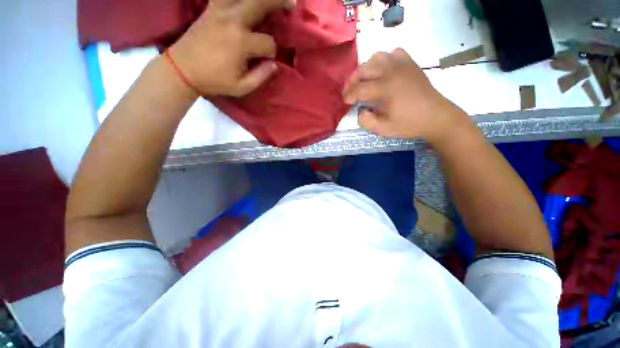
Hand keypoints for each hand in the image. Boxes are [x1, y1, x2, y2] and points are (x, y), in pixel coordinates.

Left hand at [168, 0, 294, 96]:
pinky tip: (245, 0)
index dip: (272, 52)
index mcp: (241, 43)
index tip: (268, 60)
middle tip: (292, 3)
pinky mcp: (210, 9)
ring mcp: (219, 11)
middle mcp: (232, 21)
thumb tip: (274, 64)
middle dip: (279, 2)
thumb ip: (261, 76)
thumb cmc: (214, 81)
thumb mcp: (241, 87)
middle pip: (260, 3)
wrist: (182, 69)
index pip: (268, 43)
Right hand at [342, 49, 469, 143]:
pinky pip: (393, 53)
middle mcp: (391, 72)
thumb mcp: (383, 130)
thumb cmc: (409, 125)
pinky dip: (384, 60)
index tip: (345, 102)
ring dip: (365, 69)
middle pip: (363, 69)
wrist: (436, 117)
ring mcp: (402, 65)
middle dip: (352, 81)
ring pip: (376, 57)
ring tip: (363, 80)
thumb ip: (366, 121)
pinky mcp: (410, 64)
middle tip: (349, 91)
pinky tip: (383, 71)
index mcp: (385, 89)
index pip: (359, 89)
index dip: (348, 95)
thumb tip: (360, 110)